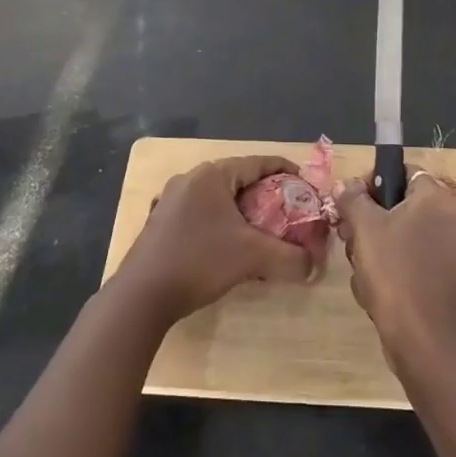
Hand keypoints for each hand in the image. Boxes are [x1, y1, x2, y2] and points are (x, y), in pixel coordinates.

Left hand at [117, 156, 313, 322]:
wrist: (142, 294)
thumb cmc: (199, 261)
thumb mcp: (252, 257)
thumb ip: (289, 257)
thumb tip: (313, 266)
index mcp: (212, 175)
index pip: (258, 162)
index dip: (286, 171)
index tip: (306, 187)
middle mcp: (190, 179)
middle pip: (238, 179)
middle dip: (266, 195)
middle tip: (288, 213)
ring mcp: (171, 199)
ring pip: (218, 198)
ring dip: (242, 211)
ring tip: (262, 232)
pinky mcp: (161, 221)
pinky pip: (201, 213)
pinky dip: (221, 223)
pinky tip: (228, 247)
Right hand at [336, 168, 455, 371]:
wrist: (425, 341)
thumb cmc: (395, 272)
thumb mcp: (365, 227)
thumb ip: (352, 198)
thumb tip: (345, 184)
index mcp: (437, 198)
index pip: (401, 171)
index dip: (372, 181)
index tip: (351, 203)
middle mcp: (451, 218)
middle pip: (399, 204)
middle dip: (369, 220)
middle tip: (349, 238)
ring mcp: (452, 251)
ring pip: (401, 234)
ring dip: (374, 248)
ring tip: (361, 269)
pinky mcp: (447, 279)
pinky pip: (412, 260)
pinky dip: (391, 269)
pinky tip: (374, 289)